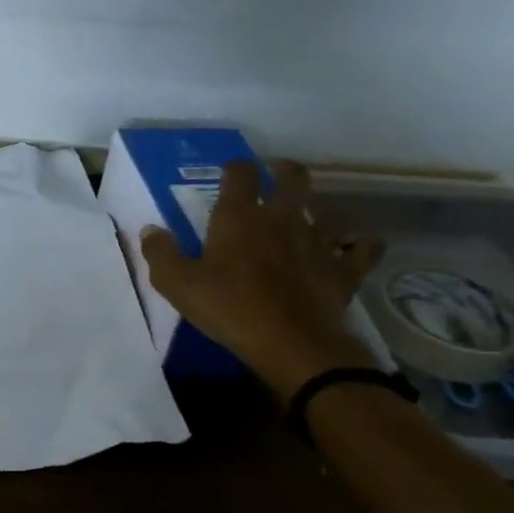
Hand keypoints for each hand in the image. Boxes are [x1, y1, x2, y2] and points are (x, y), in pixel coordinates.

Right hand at [141, 160, 384, 399]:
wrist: (291, 344)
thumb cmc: (229, 308)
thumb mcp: (177, 284)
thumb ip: (160, 253)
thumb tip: (150, 230)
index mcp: (240, 216)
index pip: (240, 173)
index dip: (235, 168)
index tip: (229, 174)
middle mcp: (282, 219)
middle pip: (293, 178)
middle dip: (285, 171)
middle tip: (277, 176)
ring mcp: (318, 242)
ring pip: (329, 213)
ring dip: (320, 212)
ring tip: (311, 219)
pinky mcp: (343, 270)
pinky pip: (363, 250)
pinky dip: (361, 247)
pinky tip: (358, 249)